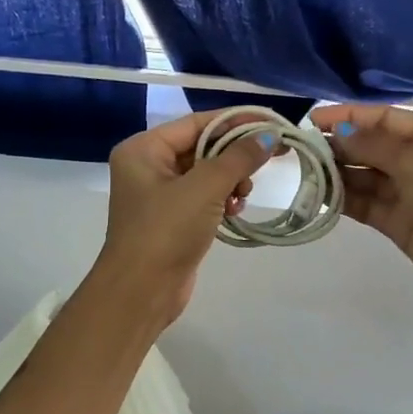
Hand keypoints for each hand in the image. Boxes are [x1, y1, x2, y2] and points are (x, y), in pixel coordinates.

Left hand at [92, 109, 278, 327]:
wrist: (141, 292)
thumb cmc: (166, 230)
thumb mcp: (205, 188)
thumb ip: (238, 158)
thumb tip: (269, 136)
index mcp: (143, 149)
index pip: (196, 123)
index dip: (235, 121)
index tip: (271, 123)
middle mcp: (147, 165)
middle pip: (201, 146)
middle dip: (234, 155)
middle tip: (270, 158)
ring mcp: (158, 194)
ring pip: (205, 173)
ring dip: (230, 179)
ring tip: (244, 194)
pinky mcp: (171, 218)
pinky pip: (203, 196)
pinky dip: (222, 198)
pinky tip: (236, 209)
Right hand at [311, 103, 412, 323]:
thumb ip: (373, 146)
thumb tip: (338, 133)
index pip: (384, 118)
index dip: (348, 116)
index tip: (312, 119)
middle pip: (372, 146)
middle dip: (339, 146)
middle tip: (302, 149)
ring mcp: (410, 192)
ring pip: (366, 176)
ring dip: (338, 173)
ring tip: (305, 172)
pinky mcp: (400, 222)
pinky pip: (366, 203)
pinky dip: (344, 199)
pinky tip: (319, 195)